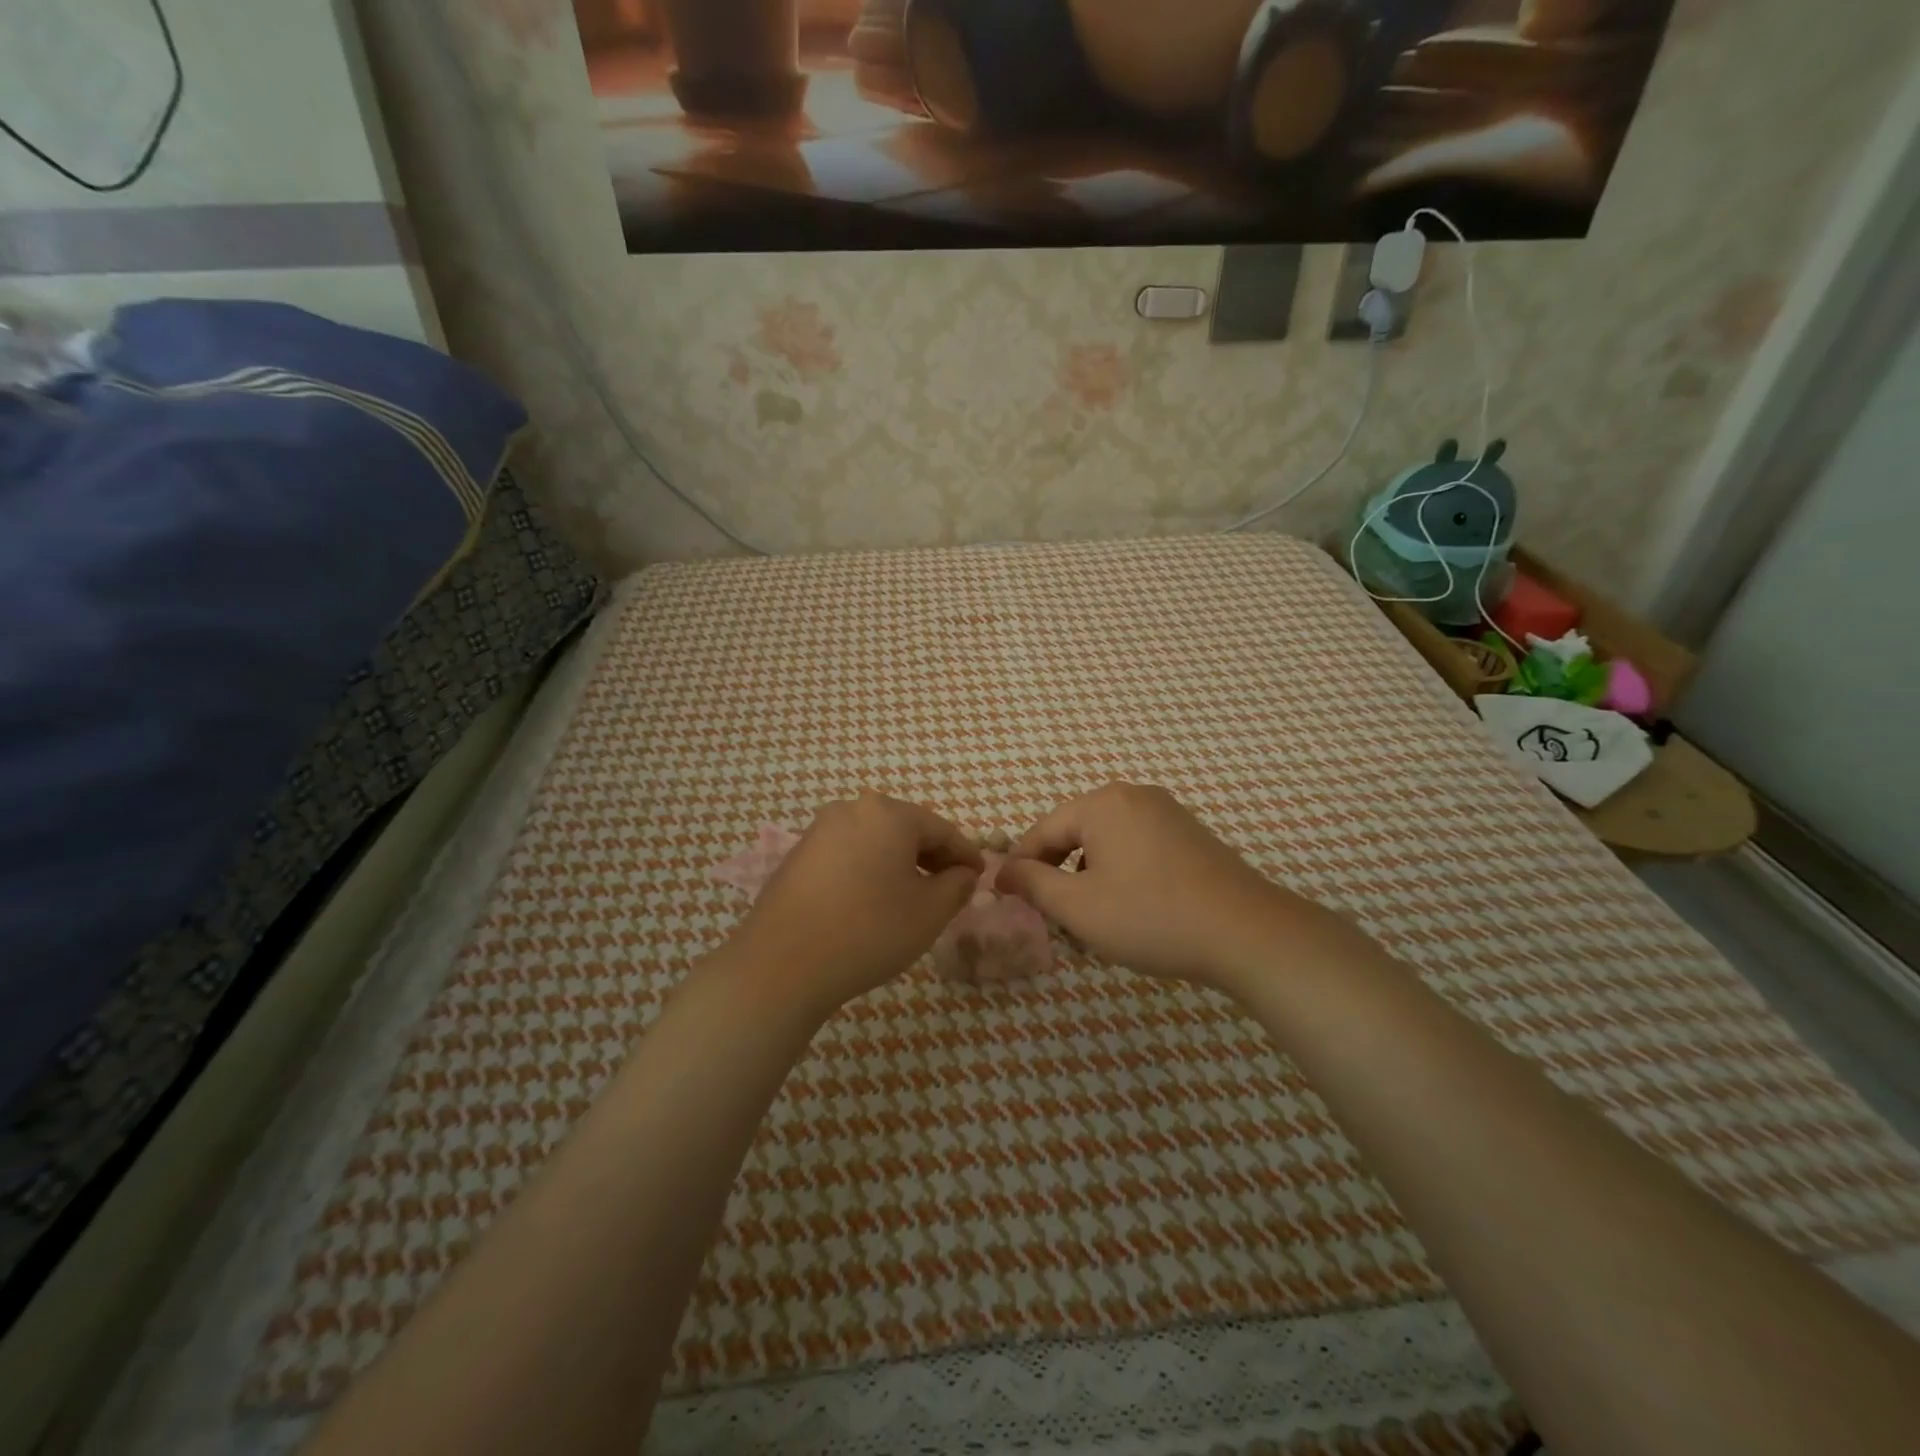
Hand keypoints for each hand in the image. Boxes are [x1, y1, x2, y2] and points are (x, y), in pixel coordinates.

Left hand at [726, 793, 982, 1018]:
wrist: (782, 964)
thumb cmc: (868, 931)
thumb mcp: (929, 912)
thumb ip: (957, 886)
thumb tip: (962, 873)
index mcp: (889, 813)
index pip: (942, 829)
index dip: (966, 854)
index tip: (980, 877)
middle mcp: (853, 809)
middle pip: (906, 829)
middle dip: (932, 857)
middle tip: (951, 888)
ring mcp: (821, 829)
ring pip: (876, 841)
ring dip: (901, 863)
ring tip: (914, 897)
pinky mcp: (799, 854)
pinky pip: (849, 853)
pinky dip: (870, 869)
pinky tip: (874, 900)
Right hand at [997, 783, 1327, 993]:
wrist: (1247, 932)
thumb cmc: (1151, 916)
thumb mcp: (1079, 906)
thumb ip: (1033, 884)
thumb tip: (1003, 870)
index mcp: (1102, 804)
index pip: (1043, 830)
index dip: (1021, 866)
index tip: (1007, 898)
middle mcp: (1133, 796)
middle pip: (1076, 832)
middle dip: (1058, 873)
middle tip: (1051, 915)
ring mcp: (1167, 813)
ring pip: (1107, 841)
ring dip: (1089, 876)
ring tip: (1091, 918)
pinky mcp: (1190, 834)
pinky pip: (1138, 847)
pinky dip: (1121, 873)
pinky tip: (1130, 908)